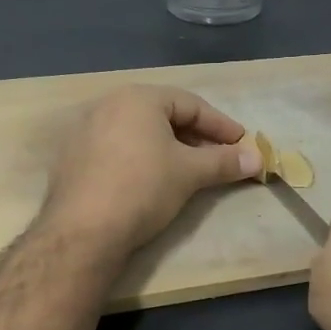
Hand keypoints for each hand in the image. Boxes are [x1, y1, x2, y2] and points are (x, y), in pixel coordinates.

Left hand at [43, 85, 260, 252]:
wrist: (83, 231)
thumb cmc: (144, 188)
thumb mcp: (191, 173)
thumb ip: (225, 161)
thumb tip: (258, 160)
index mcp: (138, 98)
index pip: (191, 105)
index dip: (221, 125)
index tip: (242, 143)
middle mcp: (108, 104)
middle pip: (163, 116)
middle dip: (196, 137)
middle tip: (219, 157)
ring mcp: (85, 130)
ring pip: (139, 132)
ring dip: (169, 148)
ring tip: (190, 170)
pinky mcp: (72, 158)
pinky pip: (118, 149)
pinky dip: (142, 158)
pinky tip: (153, 180)